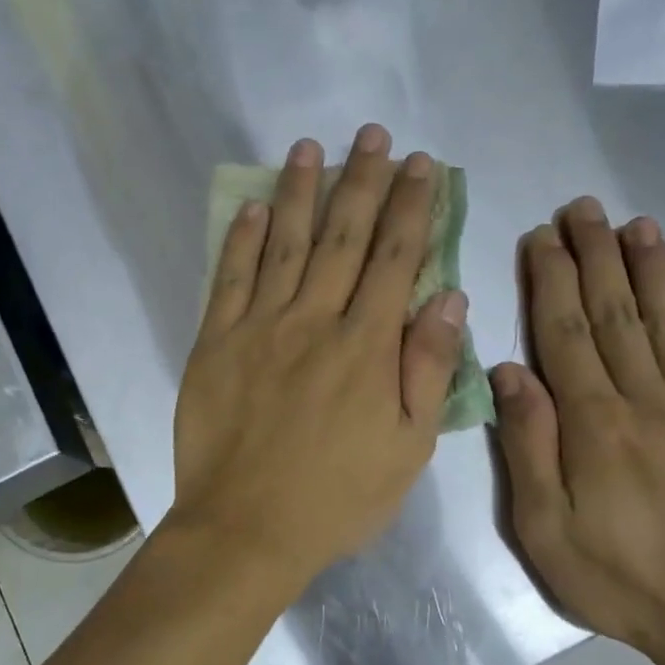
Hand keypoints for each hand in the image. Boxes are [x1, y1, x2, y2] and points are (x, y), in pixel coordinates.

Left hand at [168, 126, 467, 588]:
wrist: (246, 530)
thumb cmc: (338, 498)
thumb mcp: (408, 449)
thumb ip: (427, 369)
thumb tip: (449, 299)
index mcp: (367, 348)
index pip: (396, 260)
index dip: (412, 207)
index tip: (421, 164)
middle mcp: (315, 322)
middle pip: (344, 238)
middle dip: (362, 181)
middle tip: (372, 135)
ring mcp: (260, 328)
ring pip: (284, 245)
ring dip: (300, 192)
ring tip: (310, 147)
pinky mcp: (216, 343)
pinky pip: (229, 279)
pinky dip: (241, 240)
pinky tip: (252, 207)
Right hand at [492, 201, 664, 664]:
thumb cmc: (620, 581)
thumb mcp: (546, 531)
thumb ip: (529, 447)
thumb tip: (508, 372)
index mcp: (594, 425)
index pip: (564, 333)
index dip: (550, 279)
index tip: (541, 235)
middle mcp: (646, 401)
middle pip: (614, 314)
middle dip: (595, 255)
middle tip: (583, 206)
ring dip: (649, 268)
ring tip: (635, 223)